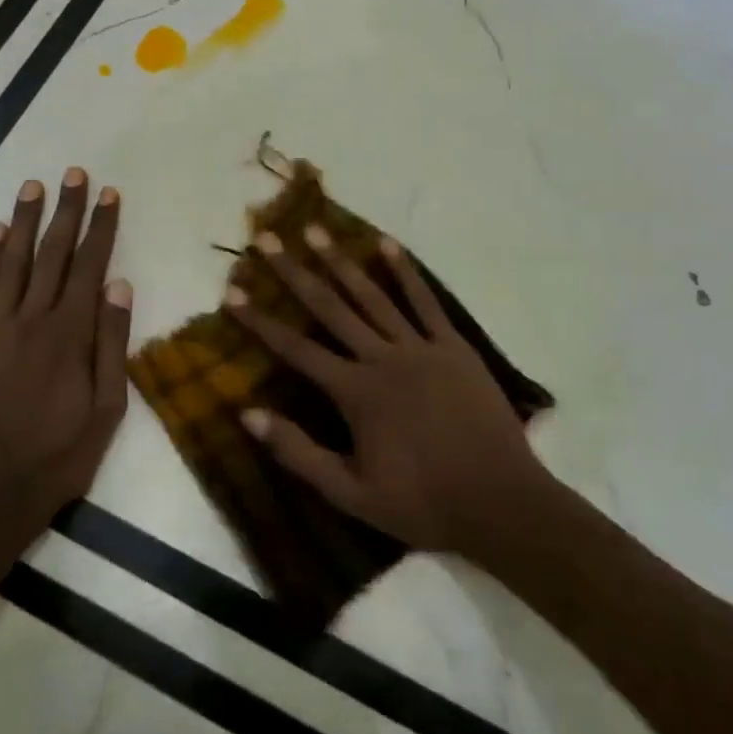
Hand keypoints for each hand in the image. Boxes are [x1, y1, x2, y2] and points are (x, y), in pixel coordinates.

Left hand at [0, 168, 131, 557]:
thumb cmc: (60, 455)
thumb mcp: (107, 408)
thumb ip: (113, 344)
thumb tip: (120, 285)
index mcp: (70, 335)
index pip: (90, 266)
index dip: (102, 227)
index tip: (109, 194)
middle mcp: (31, 320)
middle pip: (53, 254)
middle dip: (66, 211)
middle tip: (74, 174)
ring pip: (12, 263)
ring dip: (25, 222)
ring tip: (34, 187)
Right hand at [223, 226, 550, 555]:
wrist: (500, 502)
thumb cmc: (422, 503)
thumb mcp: (351, 493)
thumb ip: (299, 452)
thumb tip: (248, 414)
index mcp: (355, 392)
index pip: (296, 348)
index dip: (260, 321)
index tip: (232, 293)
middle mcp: (383, 358)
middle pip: (330, 307)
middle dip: (294, 272)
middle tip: (269, 239)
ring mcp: (421, 347)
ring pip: (373, 295)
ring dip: (341, 260)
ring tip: (317, 230)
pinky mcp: (453, 347)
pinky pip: (426, 301)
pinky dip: (406, 271)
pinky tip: (388, 244)